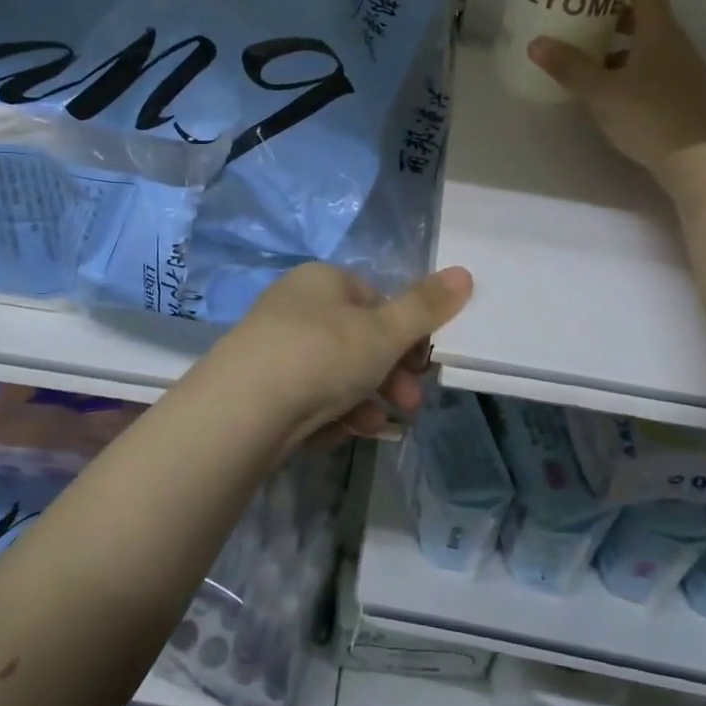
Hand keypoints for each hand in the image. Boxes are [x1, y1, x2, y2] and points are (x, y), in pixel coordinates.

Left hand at [199, 262, 474, 449]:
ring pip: (337, 374)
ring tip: (377, 424)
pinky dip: (331, 413)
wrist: (241, 410)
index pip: (377, 300)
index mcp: (323, 281)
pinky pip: (309, 397)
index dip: (406, 333)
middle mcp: (296, 307)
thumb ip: (426, 306)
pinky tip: (340, 433)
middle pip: (359, 340)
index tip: (423, 364)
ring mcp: (275, 347)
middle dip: (391, 375)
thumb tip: (464, 272)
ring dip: (365, 400)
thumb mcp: (384, 331)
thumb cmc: (322, 354)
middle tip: (411, 404)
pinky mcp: (261, 388)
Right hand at [528, 0, 705, 174]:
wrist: (703, 161)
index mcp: (659, 32)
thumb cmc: (651, 114)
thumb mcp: (602, 91)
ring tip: (586, 54)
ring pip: (647, 48)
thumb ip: (570, 67)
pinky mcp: (681, 98)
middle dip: (613, 16)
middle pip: (645, 19)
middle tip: (580, 16)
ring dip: (619, 47)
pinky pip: (651, 72)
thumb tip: (536, 42)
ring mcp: (682, 73)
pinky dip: (628, 72)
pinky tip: (607, 89)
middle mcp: (675, 45)